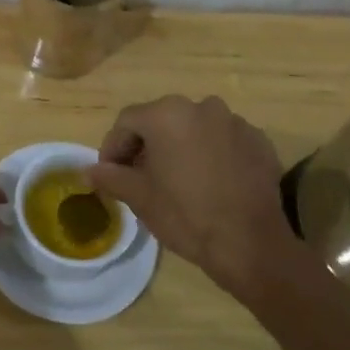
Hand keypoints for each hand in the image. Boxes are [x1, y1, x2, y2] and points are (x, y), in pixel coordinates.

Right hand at [87, 95, 304, 301]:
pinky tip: (210, 183)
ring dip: (180, 147)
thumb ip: (111, 177)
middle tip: (139, 177)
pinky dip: (211, 154)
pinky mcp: (259, 141)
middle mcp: (202, 107)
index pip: (127, 122)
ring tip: (177, 180)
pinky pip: (224, 141)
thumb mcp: (139, 197)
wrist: (250, 243)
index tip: (110, 174)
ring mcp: (235, 122)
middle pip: (161, 120)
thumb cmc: (186, 215)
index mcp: (167, 114)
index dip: (113, 147)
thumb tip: (89, 170)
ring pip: (194, 129)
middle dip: (147, 145)